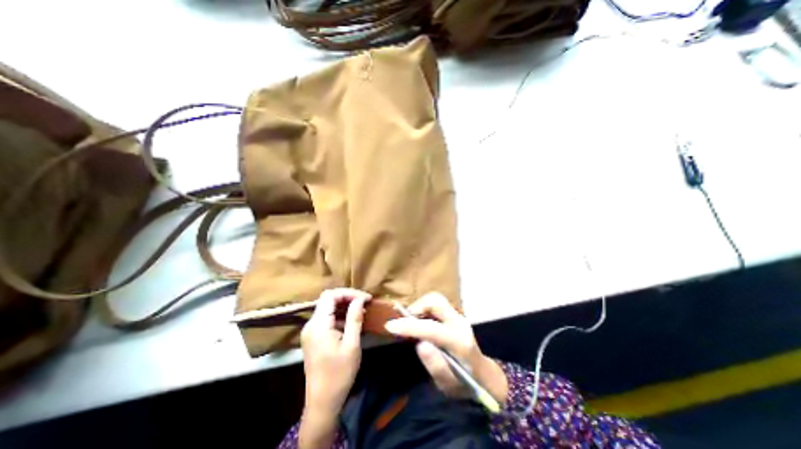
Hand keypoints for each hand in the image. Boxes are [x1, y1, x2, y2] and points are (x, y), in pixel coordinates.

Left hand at [297, 289, 369, 446]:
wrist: (322, 403)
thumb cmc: (339, 375)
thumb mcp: (352, 345)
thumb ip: (355, 319)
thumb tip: (360, 299)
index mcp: (318, 325)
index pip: (331, 295)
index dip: (349, 293)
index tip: (366, 298)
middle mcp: (311, 325)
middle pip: (328, 300)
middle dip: (348, 297)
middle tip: (365, 302)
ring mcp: (311, 331)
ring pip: (327, 308)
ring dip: (345, 306)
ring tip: (362, 310)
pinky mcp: (313, 337)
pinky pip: (327, 318)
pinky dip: (340, 315)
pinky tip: (352, 321)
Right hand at [384, 293, 505, 405]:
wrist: (483, 376)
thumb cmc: (465, 384)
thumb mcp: (449, 385)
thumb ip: (435, 365)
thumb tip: (420, 344)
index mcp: (460, 343)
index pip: (433, 329)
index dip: (410, 326)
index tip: (390, 326)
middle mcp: (460, 323)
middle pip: (437, 301)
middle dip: (417, 307)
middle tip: (404, 321)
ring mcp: (458, 317)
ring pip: (435, 299)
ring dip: (419, 307)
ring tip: (410, 323)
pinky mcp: (454, 315)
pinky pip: (435, 305)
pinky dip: (423, 309)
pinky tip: (419, 322)